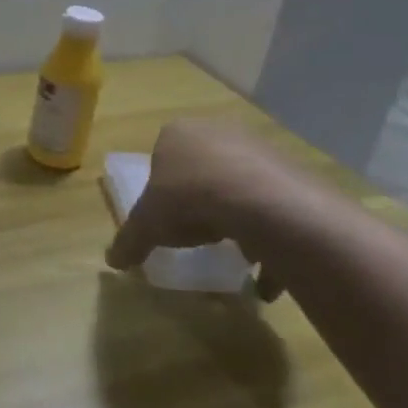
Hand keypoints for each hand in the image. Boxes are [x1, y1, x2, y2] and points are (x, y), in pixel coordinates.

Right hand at [106, 119, 316, 297]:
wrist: (262, 202)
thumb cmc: (190, 199)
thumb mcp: (148, 225)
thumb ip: (129, 241)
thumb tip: (112, 260)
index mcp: (178, 134)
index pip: (163, 156)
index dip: (162, 188)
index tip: (165, 215)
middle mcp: (219, 132)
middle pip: (204, 169)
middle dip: (202, 200)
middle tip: (199, 232)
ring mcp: (260, 149)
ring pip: (242, 186)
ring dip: (238, 219)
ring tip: (235, 255)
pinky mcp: (294, 172)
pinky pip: (276, 207)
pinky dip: (271, 239)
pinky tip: (265, 275)